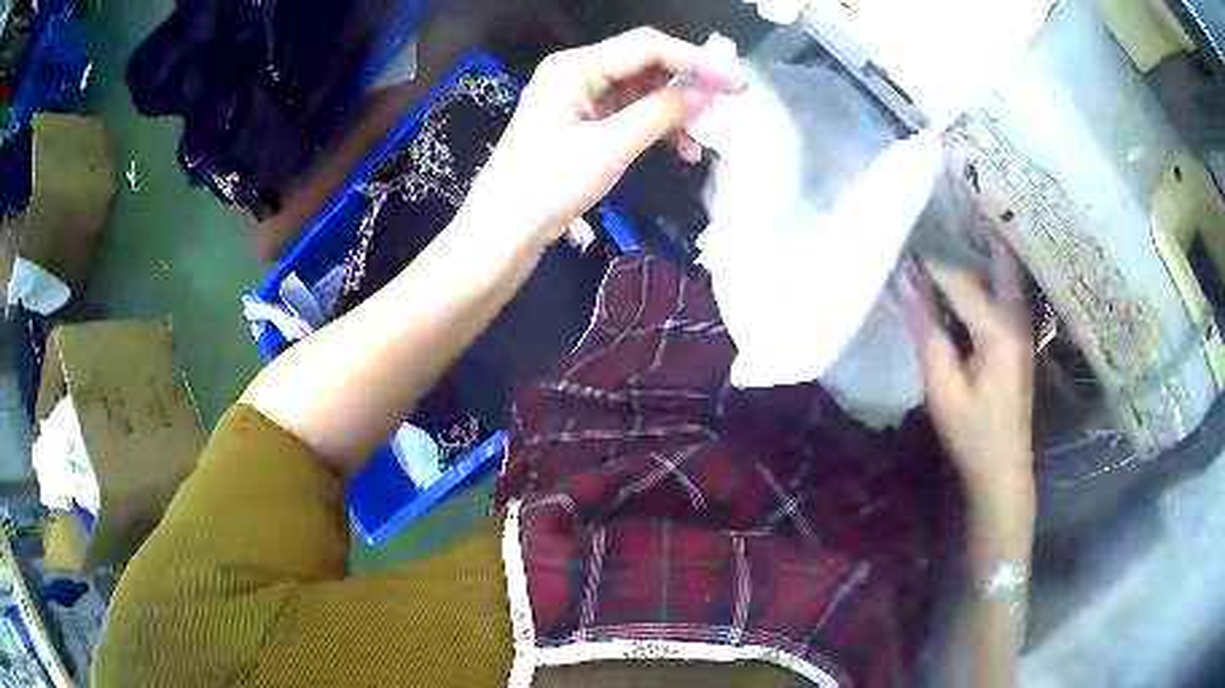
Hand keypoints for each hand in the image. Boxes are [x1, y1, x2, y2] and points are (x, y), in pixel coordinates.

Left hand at [461, 28, 744, 249]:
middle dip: (688, 84)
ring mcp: (581, 99)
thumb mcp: (607, 147)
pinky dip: (658, 128)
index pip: (646, 47)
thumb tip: (706, 94)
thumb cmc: (546, 186)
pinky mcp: (584, 124)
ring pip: (643, 91)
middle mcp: (578, 73)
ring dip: (676, 111)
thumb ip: (658, 114)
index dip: (695, 60)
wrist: (503, 231)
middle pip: (646, 64)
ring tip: (703, 138)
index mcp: (575, 67)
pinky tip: (681, 150)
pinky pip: (631, 114)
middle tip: (728, 106)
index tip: (735, 83)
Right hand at [897, 238, 1035, 505]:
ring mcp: (1023, 331)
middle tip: (948, 211)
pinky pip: (1006, 295)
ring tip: (958, 231)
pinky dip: (990, 276)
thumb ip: (927, 332)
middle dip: (975, 236)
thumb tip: (906, 282)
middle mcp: (1017, 321)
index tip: (906, 241)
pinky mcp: (1020, 341)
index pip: (961, 283)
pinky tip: (973, 272)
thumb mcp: (943, 388)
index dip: (932, 263)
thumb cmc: (972, 434)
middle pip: (999, 265)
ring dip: (985, 253)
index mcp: (998, 332)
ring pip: (1006, 277)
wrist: (1004, 470)